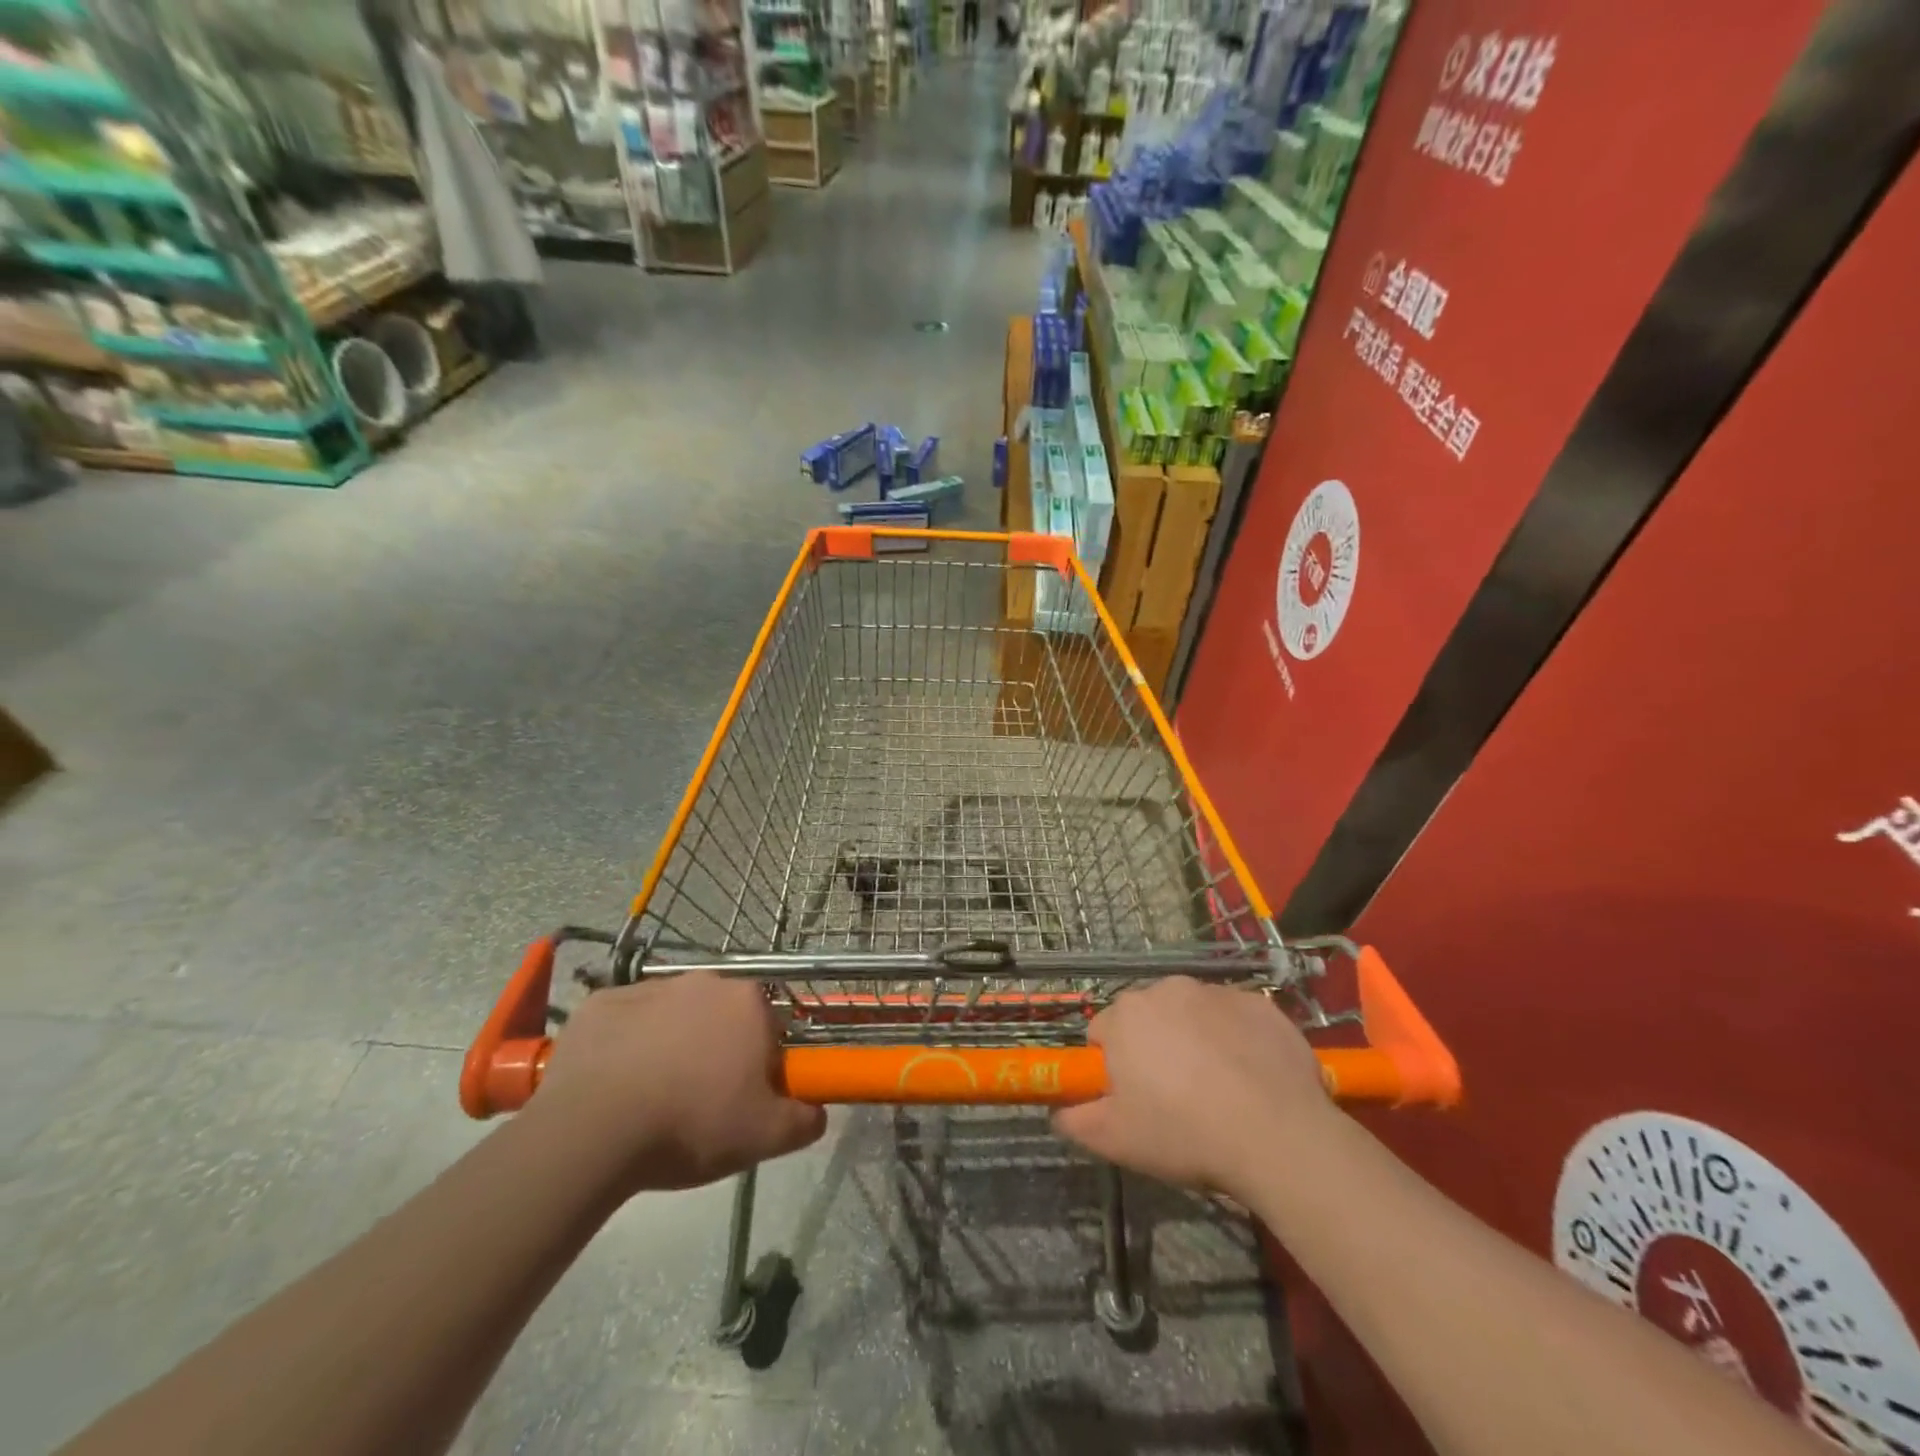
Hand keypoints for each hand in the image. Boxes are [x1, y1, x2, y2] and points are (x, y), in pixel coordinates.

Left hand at [530, 972, 826, 1194]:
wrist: (593, 1129)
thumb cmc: (691, 1124)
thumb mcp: (764, 1136)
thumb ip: (805, 1120)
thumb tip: (817, 1111)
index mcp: (749, 1002)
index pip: (769, 1029)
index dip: (760, 1065)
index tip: (742, 1100)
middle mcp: (705, 981)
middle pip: (721, 1017)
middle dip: (716, 1050)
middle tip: (699, 1103)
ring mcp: (650, 987)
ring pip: (673, 1017)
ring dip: (671, 1046)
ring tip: (652, 1100)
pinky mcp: (603, 1002)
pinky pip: (626, 1023)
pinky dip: (626, 1046)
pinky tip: (614, 1085)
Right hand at [1052, 977, 1337, 1198]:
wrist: (1277, 1135)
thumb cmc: (1184, 1133)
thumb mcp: (1115, 1140)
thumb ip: (1075, 1120)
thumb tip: (1060, 1112)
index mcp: (1126, 1014)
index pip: (1103, 1033)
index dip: (1114, 1068)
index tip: (1133, 1099)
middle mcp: (1167, 989)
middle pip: (1148, 1018)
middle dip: (1154, 1048)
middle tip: (1175, 1098)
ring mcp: (1217, 992)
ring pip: (1193, 1015)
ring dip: (1195, 1040)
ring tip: (1219, 1090)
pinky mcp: (1260, 1004)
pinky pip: (1236, 1019)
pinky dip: (1236, 1040)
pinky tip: (1252, 1078)